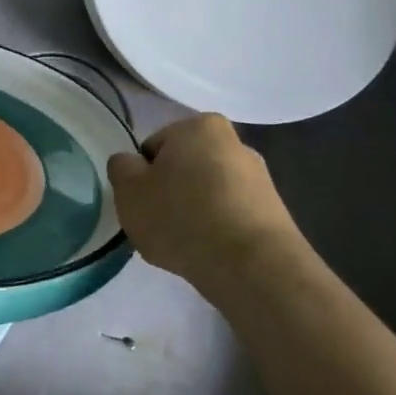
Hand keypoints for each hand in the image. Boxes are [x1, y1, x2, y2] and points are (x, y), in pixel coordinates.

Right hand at [108, 115, 306, 299]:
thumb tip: (131, 164)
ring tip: (185, 245)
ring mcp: (259, 178)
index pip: (153, 148)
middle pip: (183, 168)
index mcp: (199, 126)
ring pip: (207, 193)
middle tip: (159, 224)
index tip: (142, 204)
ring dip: (193, 213)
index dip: (141, 177)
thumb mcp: (128, 190)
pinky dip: (216, 231)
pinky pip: (229, 217)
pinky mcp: (274, 213)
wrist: (252, 268)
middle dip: (170, 192)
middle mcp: (235, 142)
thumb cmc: (182, 217)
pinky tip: (209, 253)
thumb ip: (121, 167)